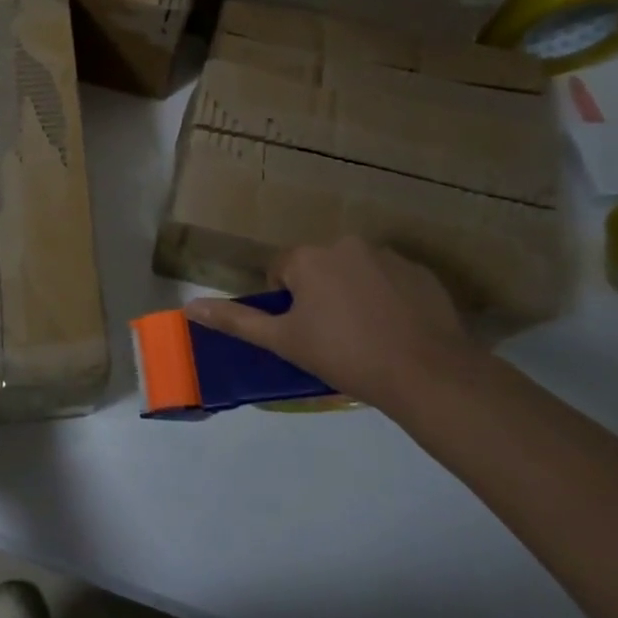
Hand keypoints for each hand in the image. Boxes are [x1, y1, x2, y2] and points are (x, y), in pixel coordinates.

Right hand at [183, 239, 463, 408]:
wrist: (428, 374)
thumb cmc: (345, 355)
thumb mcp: (283, 341)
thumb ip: (236, 320)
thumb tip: (190, 307)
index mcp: (308, 257)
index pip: (281, 269)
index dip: (285, 301)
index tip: (301, 331)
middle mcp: (345, 243)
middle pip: (318, 266)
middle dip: (319, 293)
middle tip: (331, 334)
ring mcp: (388, 255)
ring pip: (355, 271)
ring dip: (352, 292)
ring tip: (366, 334)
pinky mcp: (422, 272)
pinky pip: (391, 279)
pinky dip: (387, 297)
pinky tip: (395, 329)